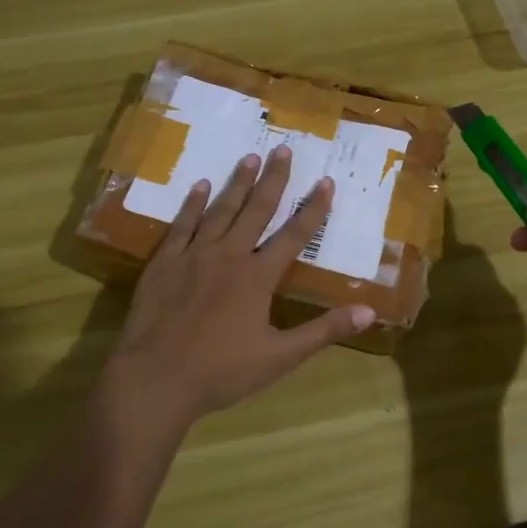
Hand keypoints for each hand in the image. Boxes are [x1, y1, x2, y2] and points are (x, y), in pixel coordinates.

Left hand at [98, 145, 374, 432]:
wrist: (156, 378)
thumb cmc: (222, 371)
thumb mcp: (281, 357)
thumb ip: (324, 331)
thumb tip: (370, 311)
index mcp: (258, 277)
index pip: (294, 236)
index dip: (313, 209)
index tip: (325, 182)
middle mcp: (229, 255)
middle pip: (256, 210)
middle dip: (273, 180)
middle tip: (283, 149)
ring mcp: (194, 255)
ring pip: (221, 210)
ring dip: (237, 183)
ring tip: (249, 157)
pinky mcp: (164, 262)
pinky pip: (182, 225)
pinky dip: (193, 204)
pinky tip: (200, 186)